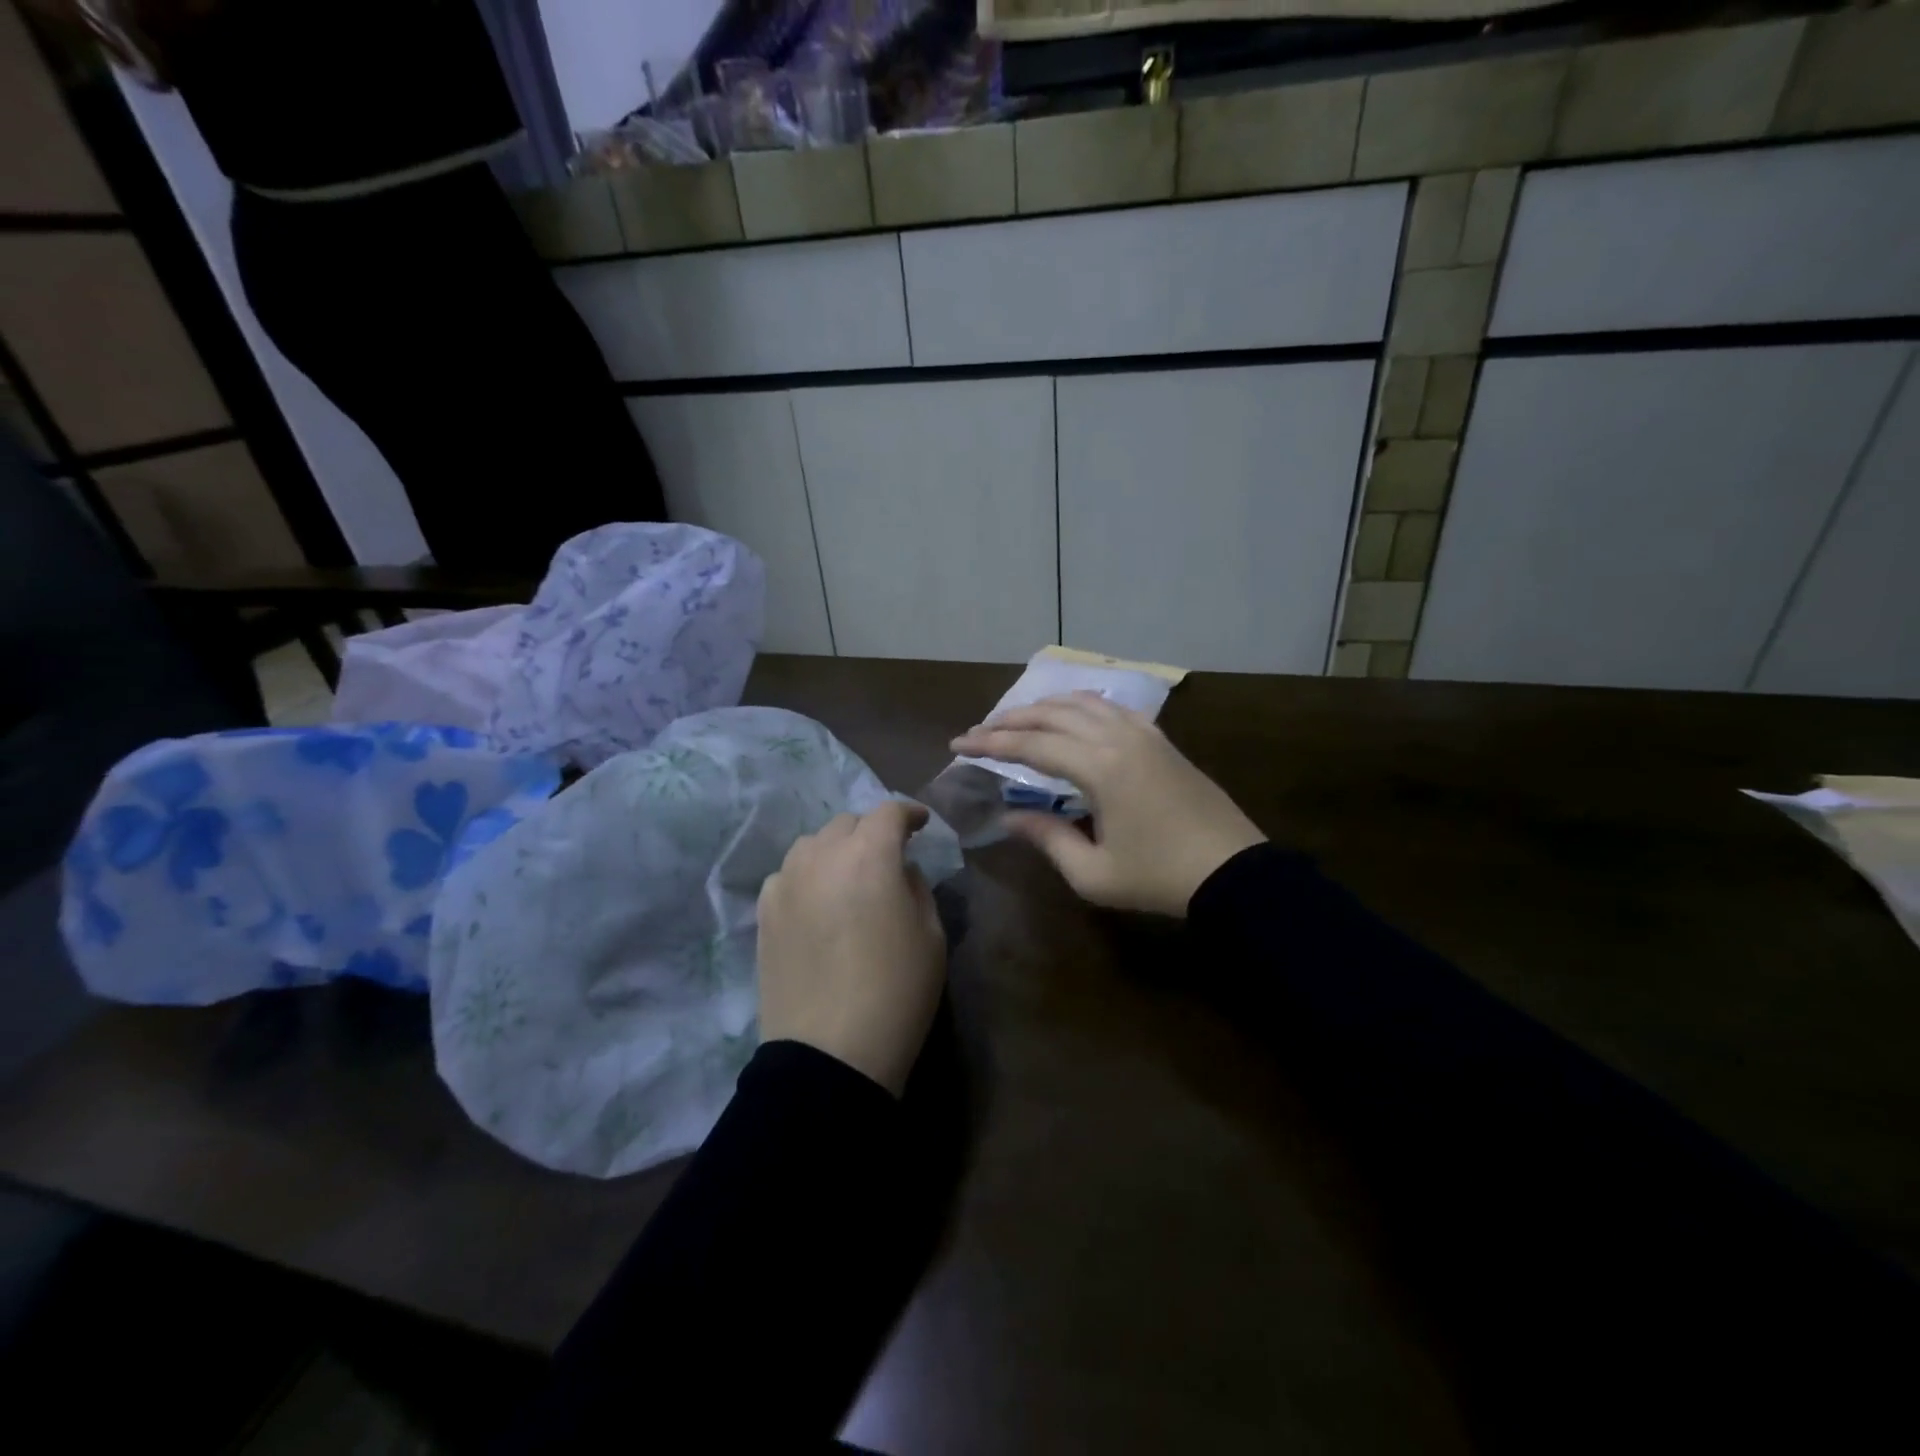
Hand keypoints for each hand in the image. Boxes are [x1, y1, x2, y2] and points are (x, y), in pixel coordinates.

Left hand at [756, 800, 945, 1096]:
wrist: (830, 1054)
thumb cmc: (897, 992)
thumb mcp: (930, 935)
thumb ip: (917, 886)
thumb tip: (900, 869)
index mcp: (870, 855)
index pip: (889, 813)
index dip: (909, 814)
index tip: (921, 825)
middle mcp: (822, 856)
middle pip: (847, 823)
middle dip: (871, 832)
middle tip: (887, 858)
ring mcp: (786, 882)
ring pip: (812, 844)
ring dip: (835, 851)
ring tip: (848, 878)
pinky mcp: (764, 912)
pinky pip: (788, 875)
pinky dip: (807, 877)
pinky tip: (818, 903)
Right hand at [951, 692, 1264, 916]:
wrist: (1232, 871)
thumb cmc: (1159, 878)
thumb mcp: (1094, 873)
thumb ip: (1047, 838)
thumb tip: (1010, 817)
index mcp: (1100, 768)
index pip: (1031, 745)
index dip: (990, 743)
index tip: (958, 745)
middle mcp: (1119, 738)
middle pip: (1052, 715)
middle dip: (1010, 721)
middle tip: (980, 732)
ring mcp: (1144, 734)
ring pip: (1083, 703)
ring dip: (1044, 707)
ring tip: (1017, 721)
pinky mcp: (1161, 740)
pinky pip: (1111, 708)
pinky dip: (1080, 706)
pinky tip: (1070, 717)